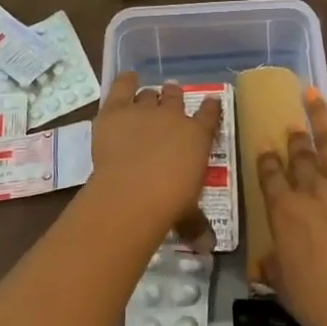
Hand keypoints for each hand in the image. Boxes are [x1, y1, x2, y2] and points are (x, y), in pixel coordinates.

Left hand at [89, 72, 221, 234]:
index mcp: (197, 136)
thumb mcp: (189, 214)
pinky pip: (123, 86)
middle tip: (170, 102)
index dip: (210, 108)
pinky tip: (127, 79)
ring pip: (149, 94)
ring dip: (148, 97)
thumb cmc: (170, 203)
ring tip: (145, 101)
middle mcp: (174, 116)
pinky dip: (125, 81)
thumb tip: (208, 246)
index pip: (210, 114)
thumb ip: (196, 224)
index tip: (210, 104)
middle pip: (175, 97)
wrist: (134, 191)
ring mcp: (144, 109)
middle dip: (173, 97)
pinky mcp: (116, 110)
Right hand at [258, 89, 326, 325]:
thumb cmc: (321, 303)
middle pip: (298, 156)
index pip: (269, 177)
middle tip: (290, 125)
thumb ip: (273, 267)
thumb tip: (262, 262)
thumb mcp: (284, 287)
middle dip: (293, 139)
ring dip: (320, 117)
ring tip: (312, 94)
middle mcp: (311, 190)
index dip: (265, 159)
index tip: (263, 146)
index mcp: (284, 212)